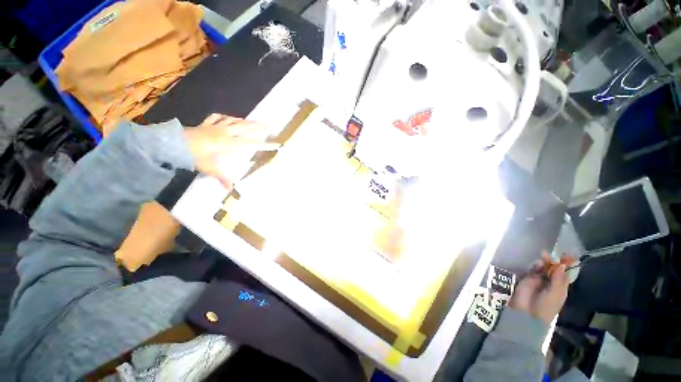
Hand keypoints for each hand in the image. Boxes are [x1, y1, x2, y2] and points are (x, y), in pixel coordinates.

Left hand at [183, 114, 278, 187]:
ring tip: (252, 121)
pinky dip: (225, 117)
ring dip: (244, 121)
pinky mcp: (206, 124)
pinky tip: (228, 117)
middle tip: (268, 125)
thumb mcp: (210, 169)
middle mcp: (226, 133)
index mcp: (230, 144)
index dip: (264, 144)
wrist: (174, 143)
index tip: (275, 144)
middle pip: (245, 127)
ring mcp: (215, 127)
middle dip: (258, 127)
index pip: (251, 143)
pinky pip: (217, 118)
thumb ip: (222, 178)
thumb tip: (231, 190)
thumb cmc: (195, 156)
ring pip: (234, 121)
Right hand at [509, 254, 569, 323]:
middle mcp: (551, 283)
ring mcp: (539, 281)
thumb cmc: (545, 306)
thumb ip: (558, 280)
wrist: (527, 312)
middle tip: (552, 254)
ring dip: (545, 262)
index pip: (565, 274)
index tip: (567, 255)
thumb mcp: (555, 294)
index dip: (566, 265)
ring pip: (543, 268)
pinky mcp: (528, 279)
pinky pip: (533, 270)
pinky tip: (537, 264)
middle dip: (553, 262)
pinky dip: (536, 266)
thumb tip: (562, 265)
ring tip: (544, 256)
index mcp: (561, 288)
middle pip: (553, 269)